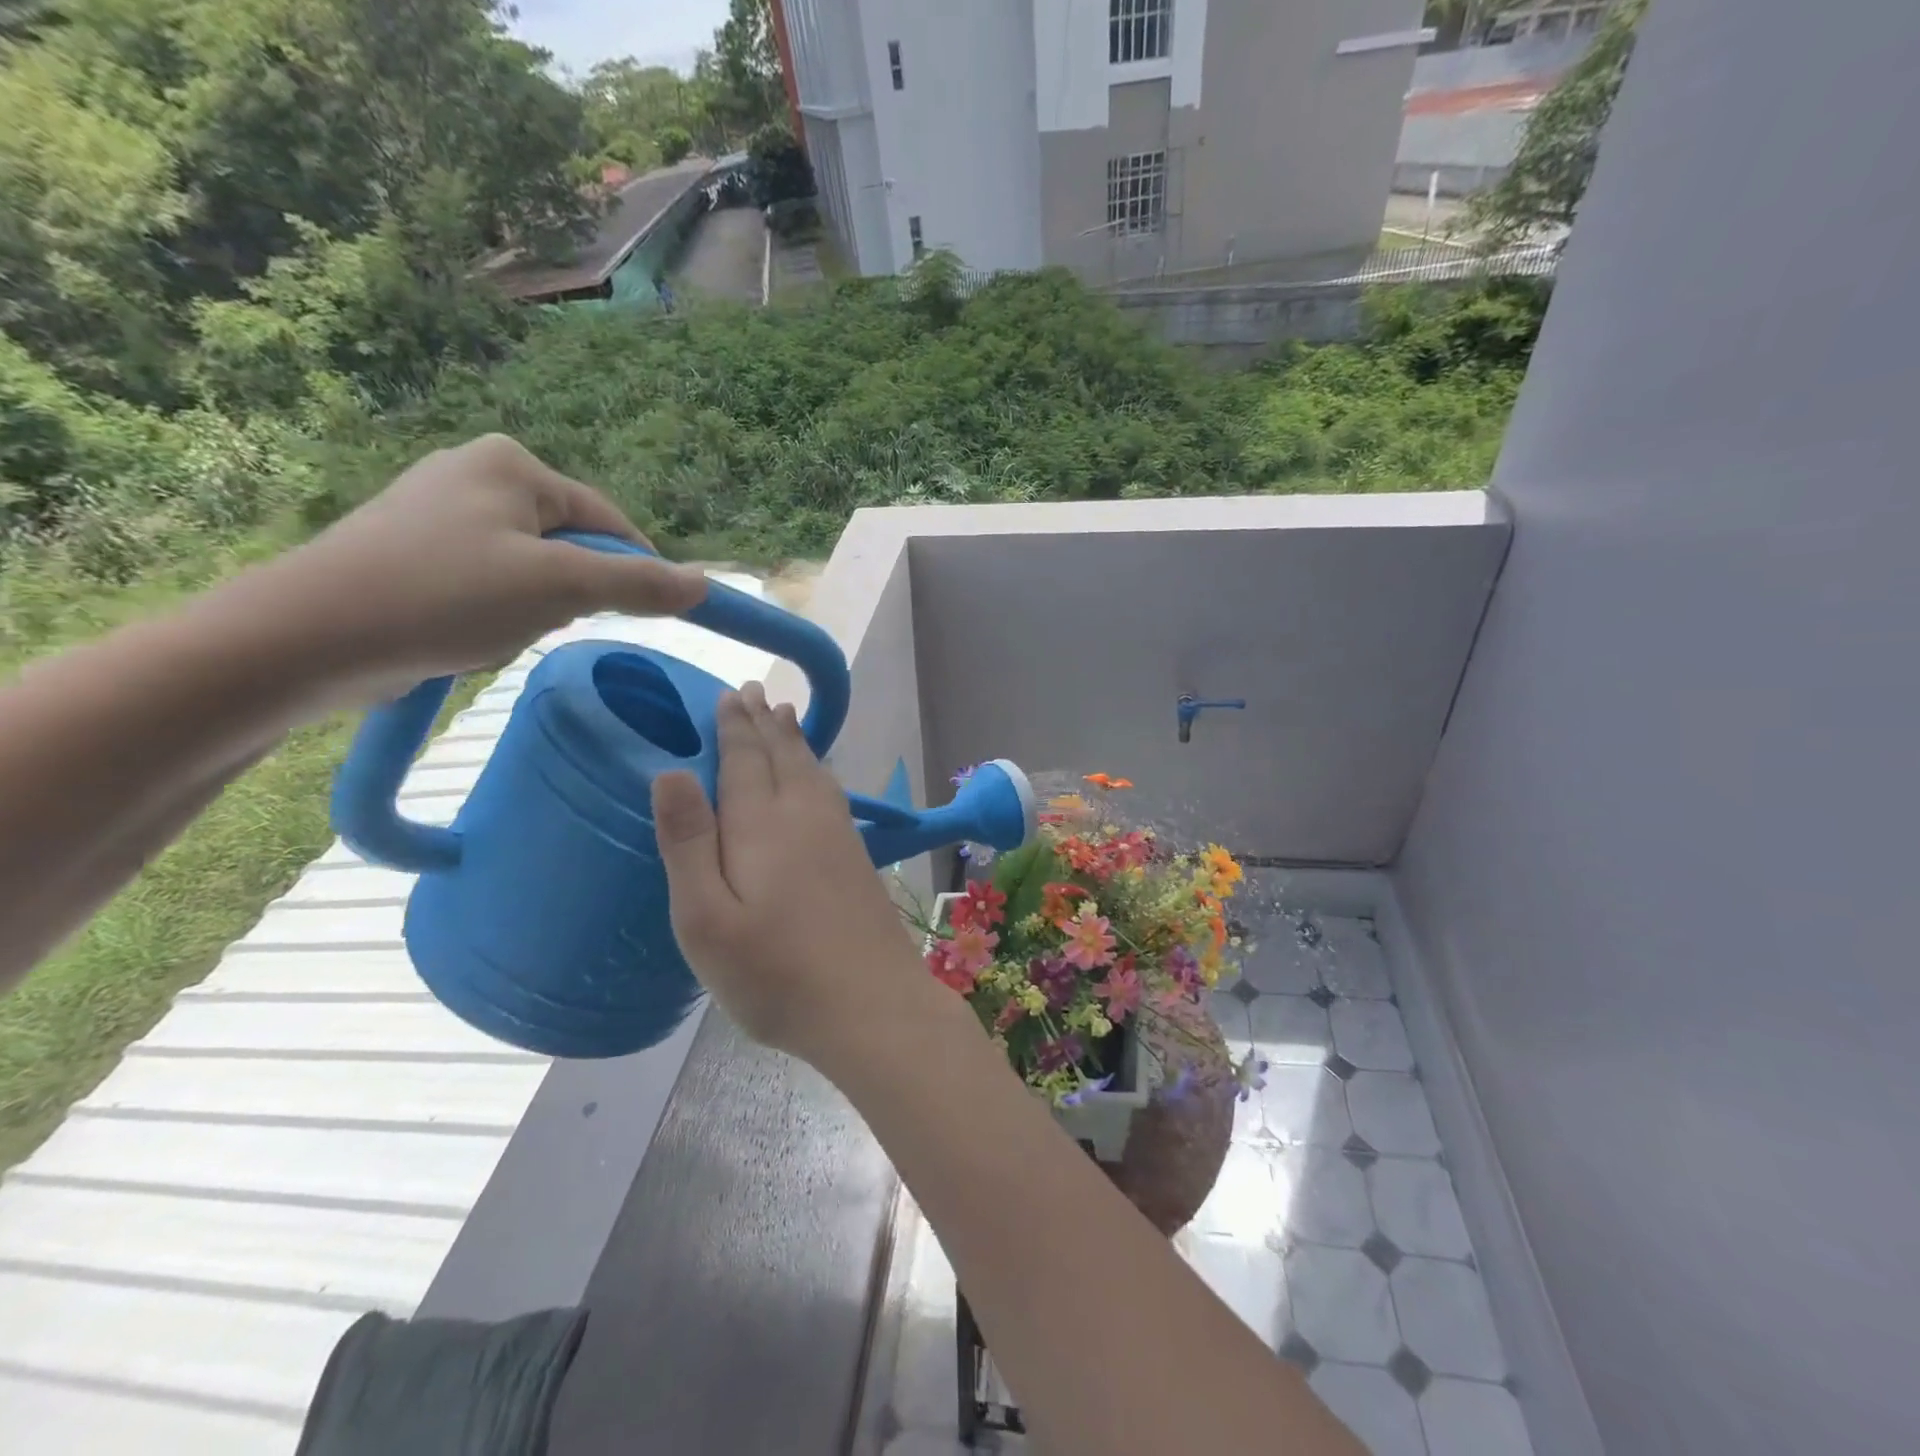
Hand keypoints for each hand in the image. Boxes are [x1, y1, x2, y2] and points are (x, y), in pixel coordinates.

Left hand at [241, 434, 708, 706]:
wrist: (309, 636)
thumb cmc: (446, 596)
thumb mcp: (559, 588)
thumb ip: (638, 584)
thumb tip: (703, 584)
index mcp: (512, 464)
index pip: (608, 521)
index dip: (636, 571)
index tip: (646, 616)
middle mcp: (475, 471)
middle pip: (570, 543)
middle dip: (571, 592)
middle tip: (545, 622)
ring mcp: (438, 508)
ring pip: (532, 566)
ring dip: (534, 606)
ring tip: (497, 629)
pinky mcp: (412, 547)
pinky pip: (490, 579)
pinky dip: (496, 610)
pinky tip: (468, 631)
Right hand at [651, 682, 935, 1065]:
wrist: (871, 1004)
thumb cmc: (775, 972)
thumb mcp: (705, 919)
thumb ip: (689, 842)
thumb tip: (670, 771)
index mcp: (762, 825)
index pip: (744, 760)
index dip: (734, 726)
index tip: (730, 694)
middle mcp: (804, 817)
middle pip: (782, 756)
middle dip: (764, 723)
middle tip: (755, 692)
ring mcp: (839, 836)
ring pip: (812, 771)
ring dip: (795, 741)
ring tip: (785, 718)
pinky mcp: (858, 859)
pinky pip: (832, 793)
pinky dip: (819, 770)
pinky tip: (819, 778)